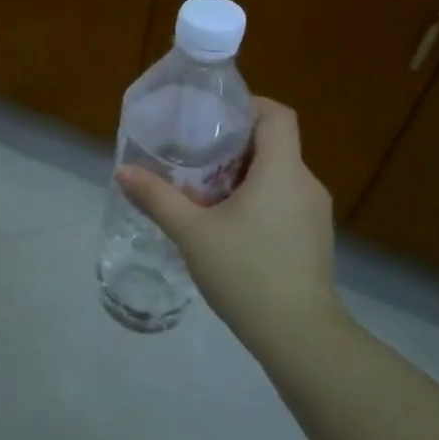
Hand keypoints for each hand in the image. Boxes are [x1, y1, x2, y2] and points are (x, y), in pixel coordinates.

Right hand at [116, 97, 344, 344]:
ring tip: (202, 192)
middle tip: (193, 156)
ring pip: (277, 176)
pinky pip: (284, 201)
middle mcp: (306, 183)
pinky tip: (227, 226)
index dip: (248, 104)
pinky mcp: (314, 238)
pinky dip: (256, 200)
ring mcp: (315, 213)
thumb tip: (124, 171)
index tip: (213, 114)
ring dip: (242, 176)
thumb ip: (157, 197)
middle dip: (232, 146)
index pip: (277, 115)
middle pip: (273, 145)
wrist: (299, 335)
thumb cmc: (246, 272)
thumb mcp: (191, 232)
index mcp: (282, 171)